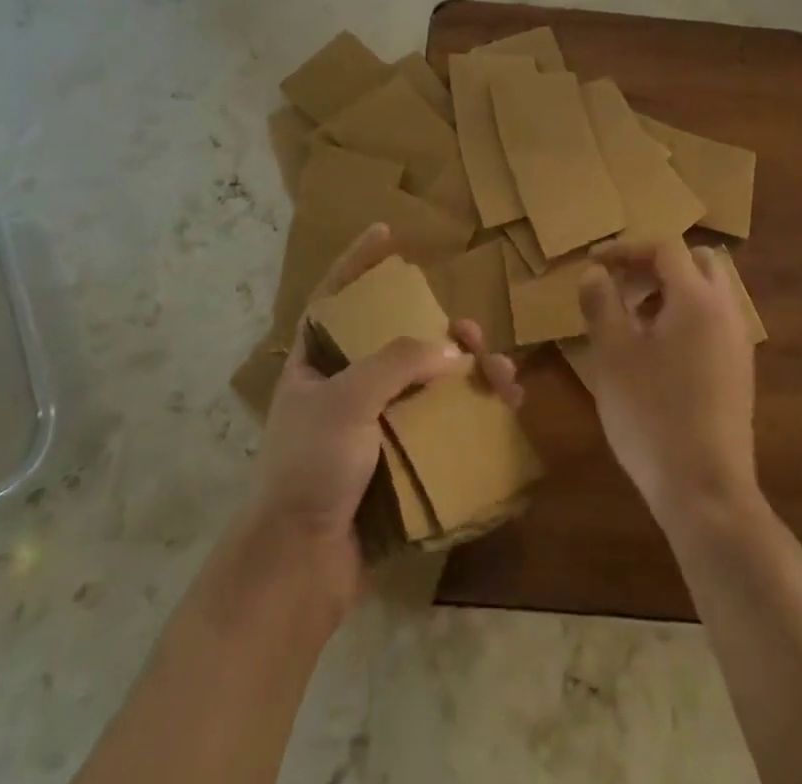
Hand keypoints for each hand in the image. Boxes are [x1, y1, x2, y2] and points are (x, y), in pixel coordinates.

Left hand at [249, 224, 521, 601]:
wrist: (298, 568)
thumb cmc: (310, 467)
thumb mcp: (347, 400)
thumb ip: (398, 363)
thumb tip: (451, 350)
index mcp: (316, 362)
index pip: (336, 296)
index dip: (359, 262)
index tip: (386, 233)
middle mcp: (344, 387)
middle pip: (398, 340)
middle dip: (441, 330)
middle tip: (471, 335)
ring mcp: (372, 426)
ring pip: (428, 383)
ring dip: (468, 374)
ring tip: (502, 377)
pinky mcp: (396, 462)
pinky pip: (439, 425)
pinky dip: (470, 415)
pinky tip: (503, 411)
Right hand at [577, 239, 757, 527]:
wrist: (706, 491)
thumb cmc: (652, 414)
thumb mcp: (612, 355)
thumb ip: (601, 303)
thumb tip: (595, 273)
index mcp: (697, 299)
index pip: (665, 247)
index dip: (626, 248)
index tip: (593, 262)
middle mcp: (725, 311)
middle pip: (696, 261)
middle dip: (655, 265)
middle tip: (621, 286)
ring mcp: (737, 343)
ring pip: (707, 292)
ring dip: (670, 291)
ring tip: (631, 320)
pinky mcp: (739, 371)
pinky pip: (712, 321)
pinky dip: (684, 317)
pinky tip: (655, 352)